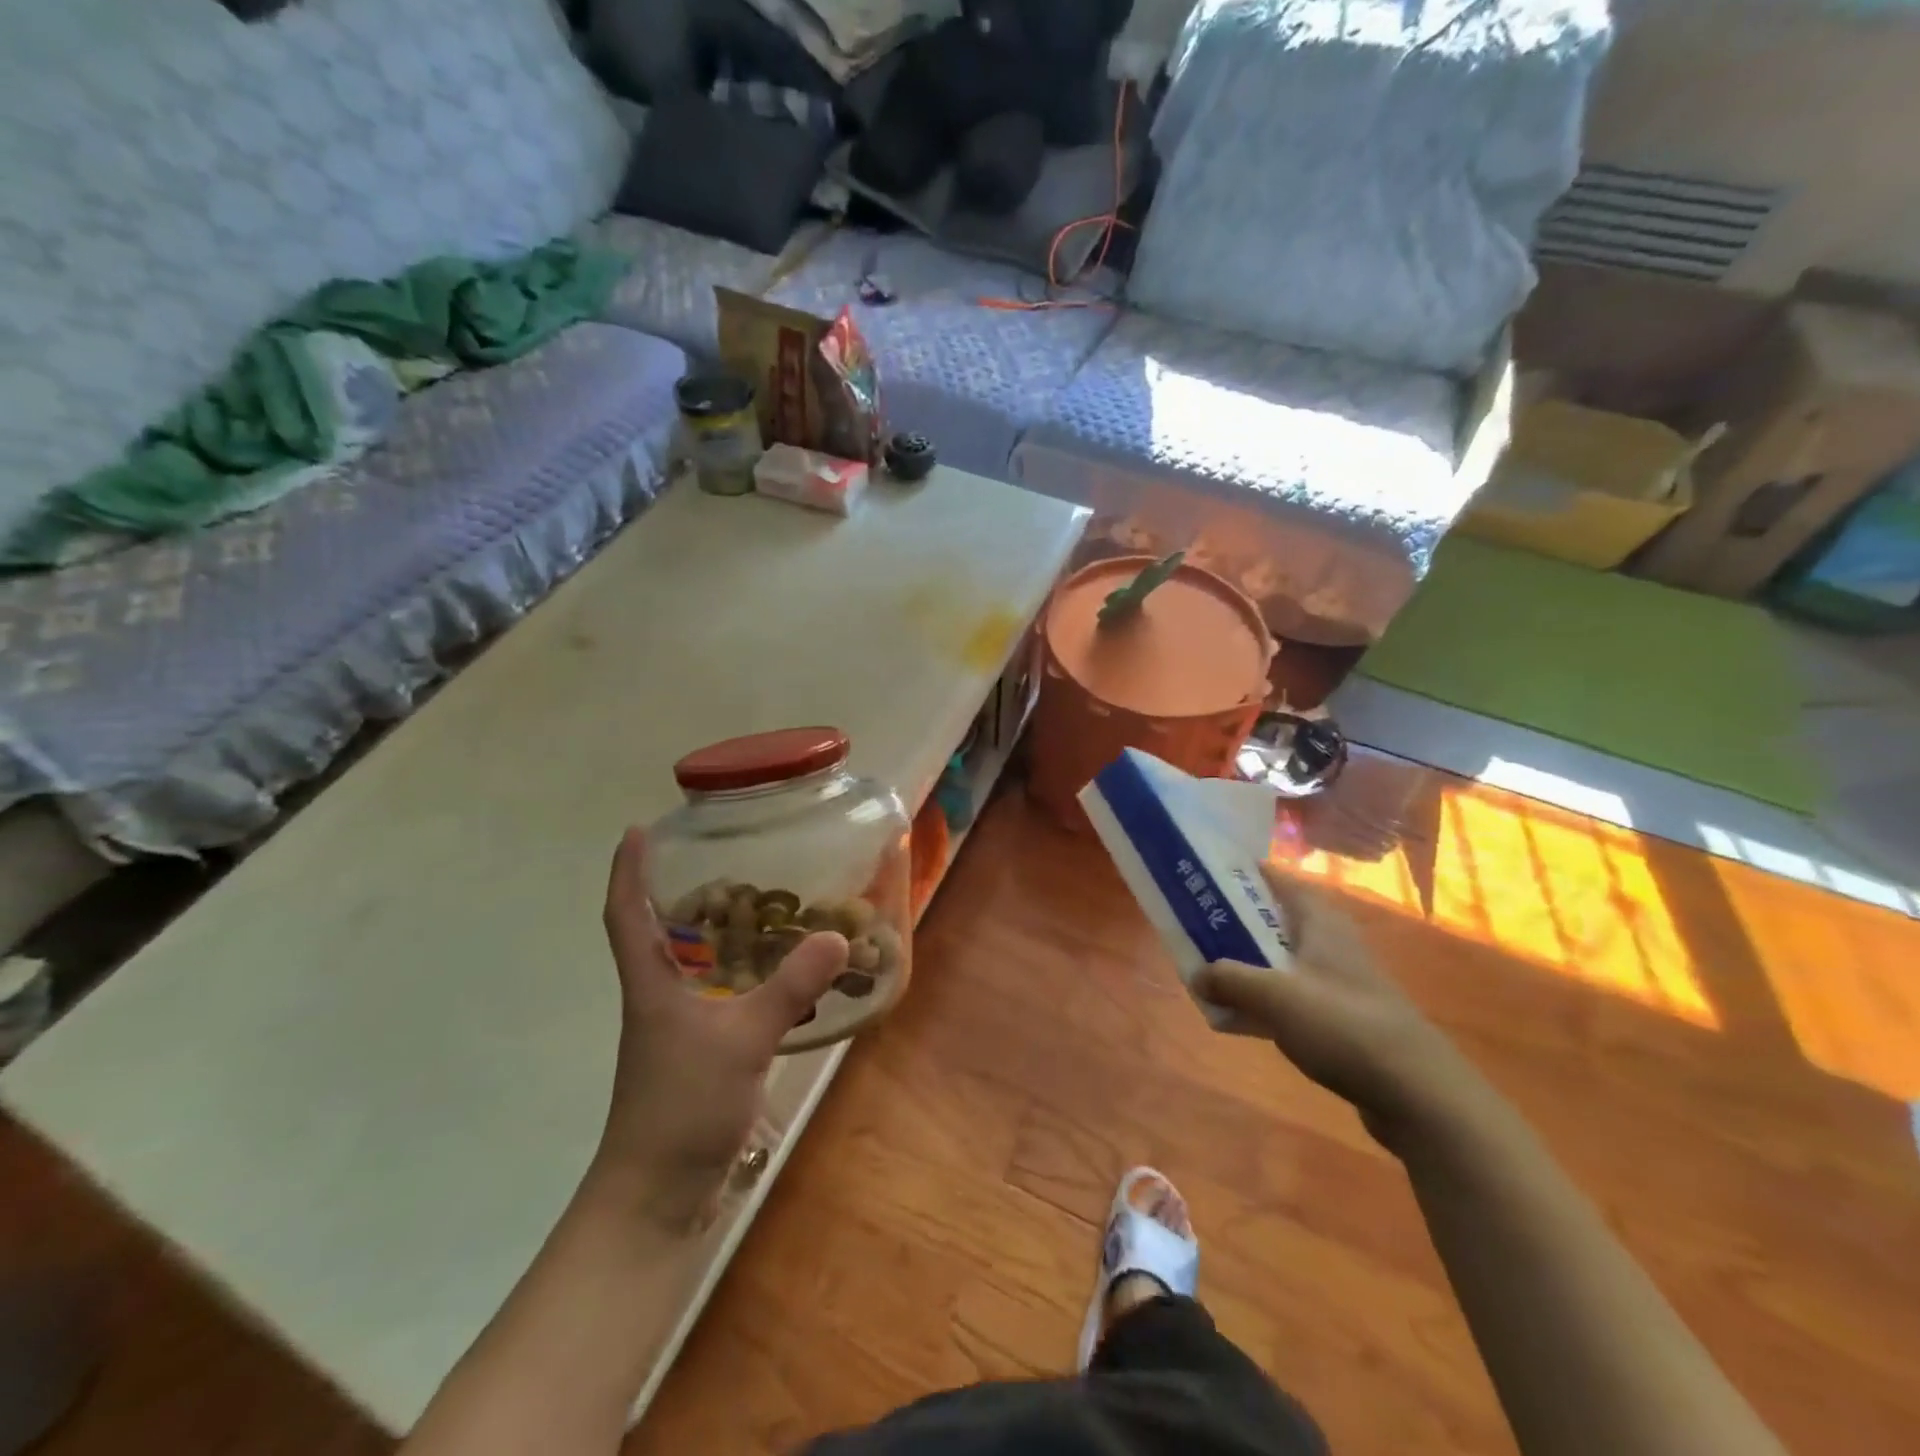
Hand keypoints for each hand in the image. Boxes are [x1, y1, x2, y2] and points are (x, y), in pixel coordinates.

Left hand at [597, 828, 847, 1233]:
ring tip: (765, 906)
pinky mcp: (701, 1054)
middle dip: (685, 893)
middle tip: (731, 861)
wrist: (657, 1196)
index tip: (638, 831)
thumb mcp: (740, 1040)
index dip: (627, 871)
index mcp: (650, 985)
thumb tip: (836, 934)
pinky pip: (723, 997)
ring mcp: (678, 1029)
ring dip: (720, 935)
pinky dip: (746, 977)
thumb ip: (788, 987)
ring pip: (696, 965)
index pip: (626, 915)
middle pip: (662, 933)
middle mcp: (659, 998)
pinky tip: (781, 976)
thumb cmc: (680, 1107)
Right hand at [1193, 866, 1482, 1150]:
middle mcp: (1333, 945)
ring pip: (1284, 962)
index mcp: (1321, 923)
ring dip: (1250, 965)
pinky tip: (1242, 1021)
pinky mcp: (1345, 1021)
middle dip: (1238, 923)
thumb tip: (1196, 975)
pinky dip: (1267, 1002)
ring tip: (1210, 973)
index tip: (1209, 876)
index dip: (1247, 874)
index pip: (1282, 881)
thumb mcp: (1275, 996)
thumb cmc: (1343, 1025)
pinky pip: (1294, 999)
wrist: (1418, 1093)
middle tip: (1197, 926)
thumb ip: (1230, 979)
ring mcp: (1341, 984)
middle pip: (1278, 921)